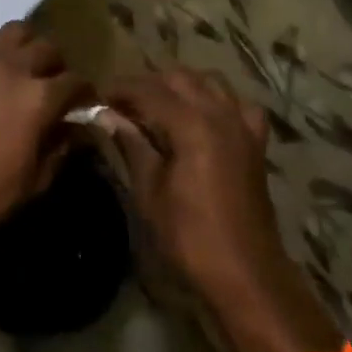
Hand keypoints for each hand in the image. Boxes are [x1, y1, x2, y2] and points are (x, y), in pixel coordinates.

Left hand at [0, 22, 85, 246]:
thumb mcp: (33, 182)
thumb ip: (59, 149)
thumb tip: (74, 129)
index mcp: (39, 98)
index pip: (77, 82)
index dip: (85, 95)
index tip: (83, 105)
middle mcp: (13, 67)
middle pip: (48, 48)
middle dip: (56, 66)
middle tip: (50, 86)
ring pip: (14, 31)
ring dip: (23, 47)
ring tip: (18, 68)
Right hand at [105, 69, 293, 305]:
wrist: (244, 273)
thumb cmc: (188, 235)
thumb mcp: (149, 190)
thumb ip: (131, 144)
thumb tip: (105, 115)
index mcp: (192, 125)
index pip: (148, 89)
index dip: (119, 89)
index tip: (96, 97)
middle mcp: (221, 114)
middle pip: (179, 78)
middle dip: (147, 84)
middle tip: (121, 104)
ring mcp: (243, 127)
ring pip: (210, 83)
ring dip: (180, 87)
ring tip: (155, 106)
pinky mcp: (255, 143)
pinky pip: (238, 105)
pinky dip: (217, 101)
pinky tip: (202, 117)